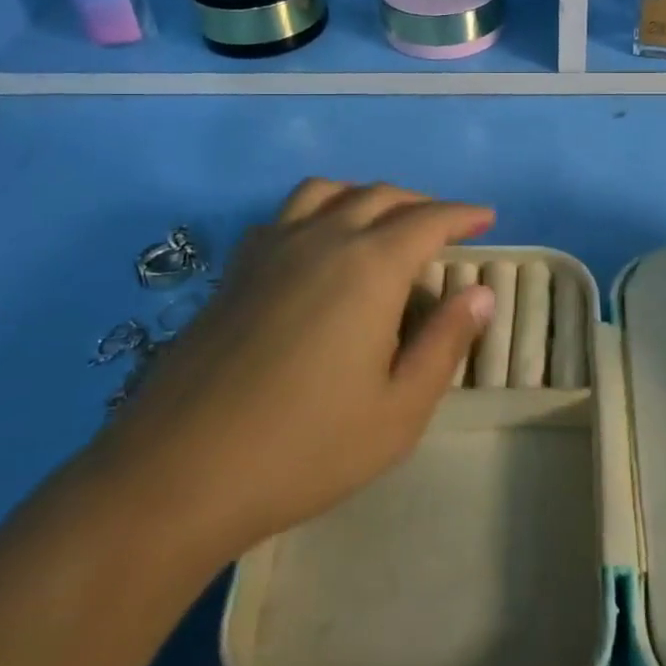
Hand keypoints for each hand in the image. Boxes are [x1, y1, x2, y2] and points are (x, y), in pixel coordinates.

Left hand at [93, 180, 495, 561]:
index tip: (486, 218)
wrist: (178, 473)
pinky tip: (318, 245)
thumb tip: (480, 293)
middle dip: (421, 203)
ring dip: (366, 195)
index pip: (429, 220)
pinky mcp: (235, 270)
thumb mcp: (399, 410)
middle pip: (381, 196)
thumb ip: (445, 343)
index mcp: (370, 267)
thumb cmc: (305, 448)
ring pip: (328, 192)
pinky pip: (286, 214)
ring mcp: (271, 250)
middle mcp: (322, 239)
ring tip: (383, 222)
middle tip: (445, 226)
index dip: (463, 215)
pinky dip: (318, 211)